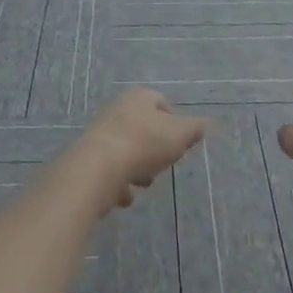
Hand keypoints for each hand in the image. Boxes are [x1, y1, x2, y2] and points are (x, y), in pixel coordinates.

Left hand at [66, 89, 205, 215]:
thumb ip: (195, 129)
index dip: (175, 126)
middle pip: (145, 131)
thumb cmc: (144, 144)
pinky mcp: (88, 157)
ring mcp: (100, 133)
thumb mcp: (180, 135)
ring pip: (128, 152)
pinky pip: (110, 171)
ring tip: (140, 183)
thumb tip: (205, 124)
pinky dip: (118, 184)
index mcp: (139, 97)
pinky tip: (123, 194)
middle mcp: (117, 109)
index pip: (163, 104)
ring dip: (137, 171)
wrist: (98, 168)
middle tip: (160, 166)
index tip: (180, 146)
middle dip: (155, 153)